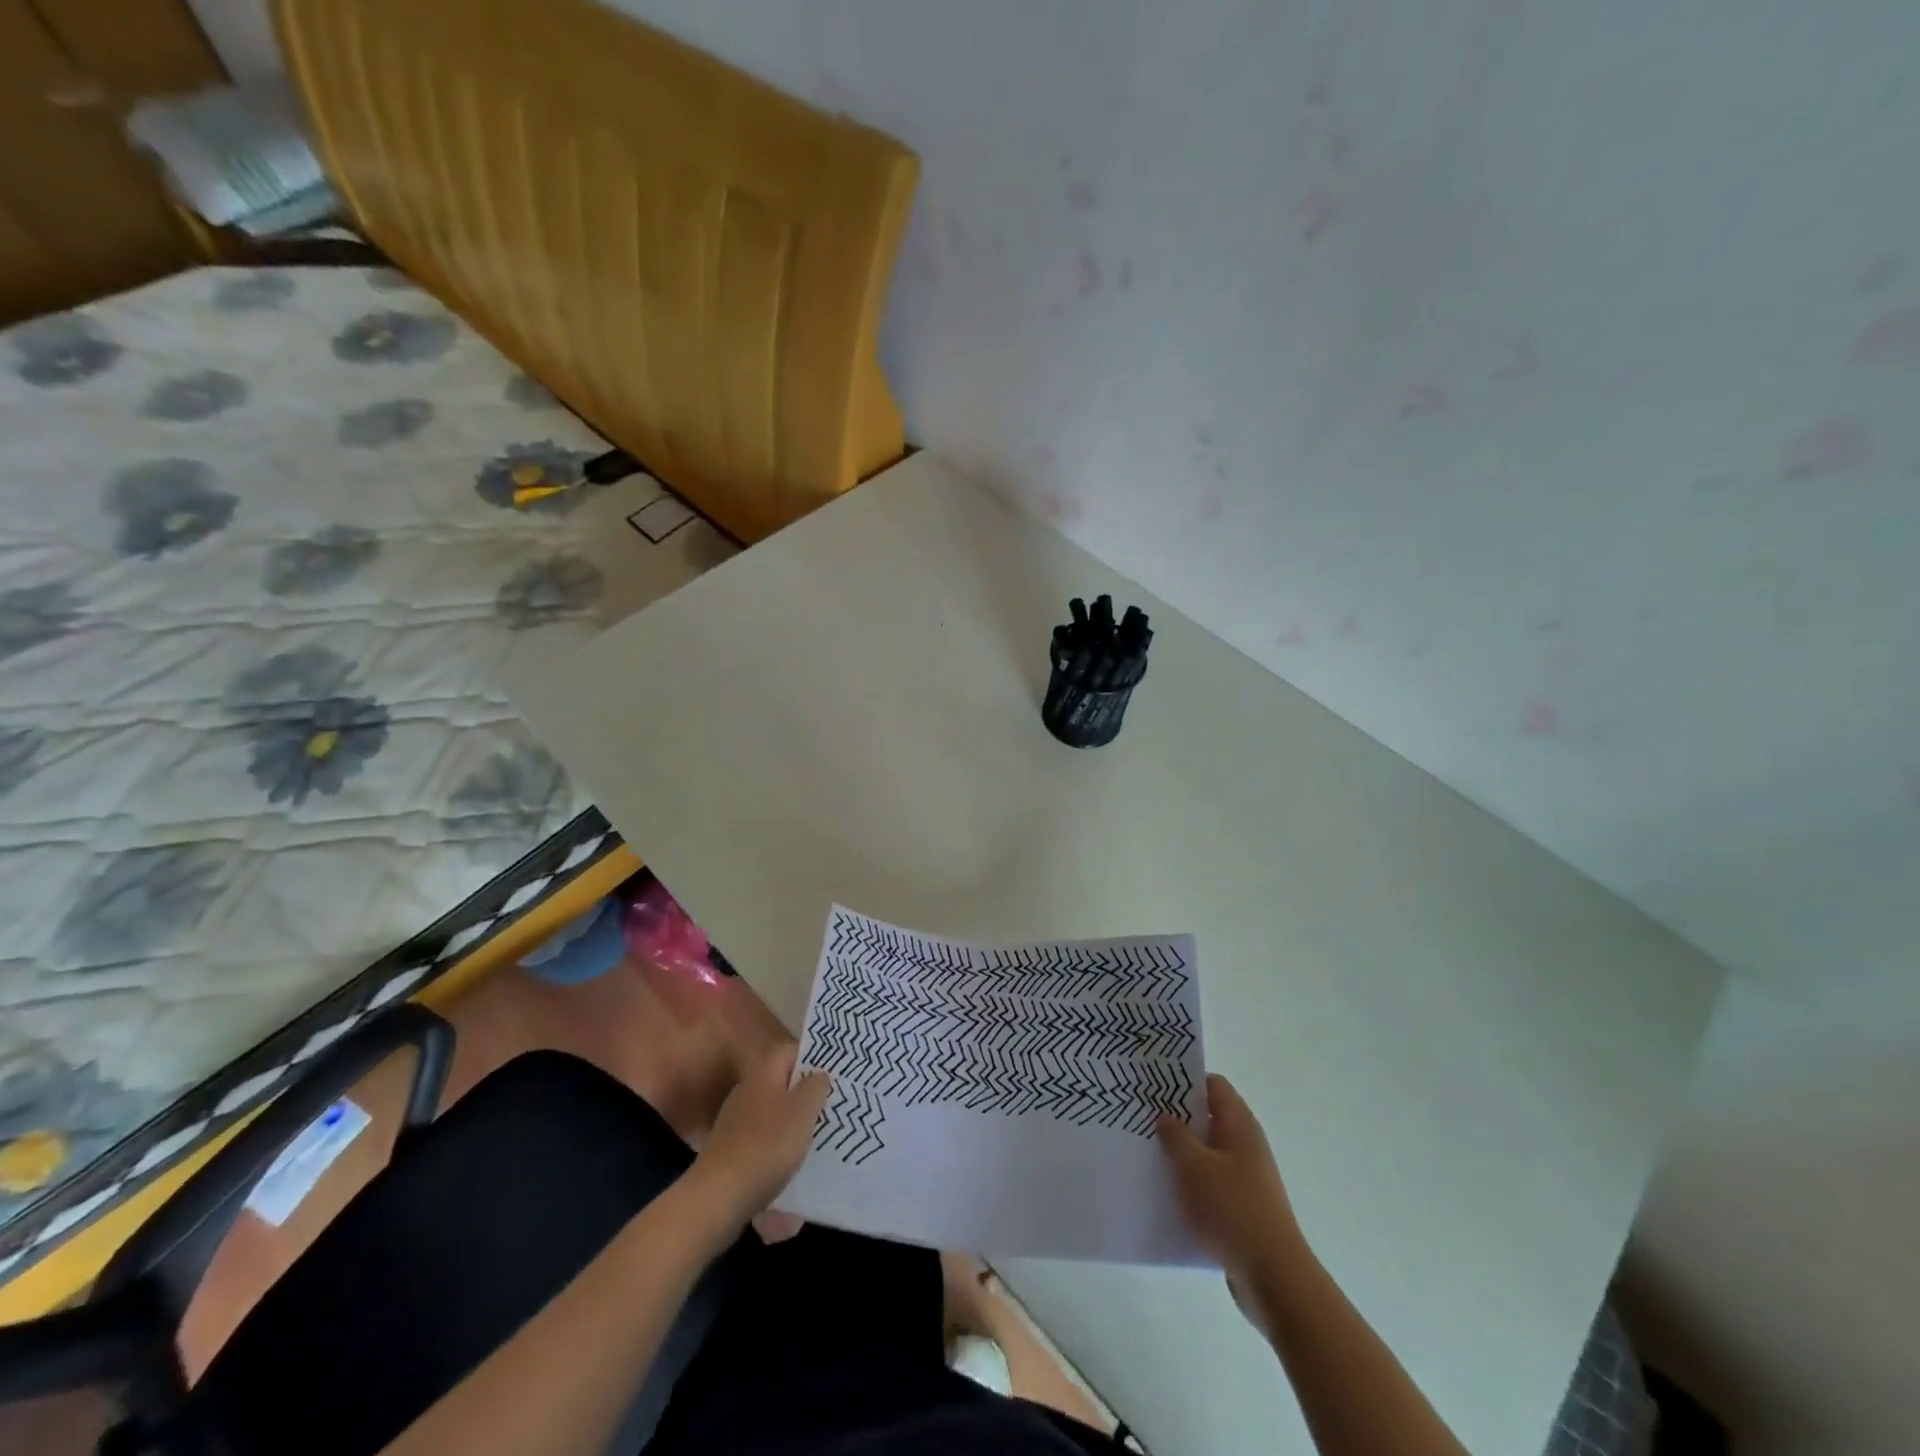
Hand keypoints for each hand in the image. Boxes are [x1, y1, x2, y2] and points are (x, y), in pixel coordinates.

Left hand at [691, 1045, 829, 1224]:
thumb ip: (815, 1086)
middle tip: (831, 1107)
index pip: (790, 1052)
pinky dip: (778, 1147)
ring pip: (773, 1113)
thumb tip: (818, 1075)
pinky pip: (762, 1140)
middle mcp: (746, 1092)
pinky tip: (791, 1164)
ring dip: (793, 1123)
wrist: (718, 1197)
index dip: (812, 1058)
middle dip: (805, 1094)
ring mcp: (735, 1123)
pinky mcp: (730, 1152)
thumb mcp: (803, 1110)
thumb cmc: (767, 1145)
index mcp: (763, 1074)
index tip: (833, 1074)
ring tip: (817, 1137)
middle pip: (781, 1084)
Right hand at [1158, 1074, 1309, 1335]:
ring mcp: (1245, 1177)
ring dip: (1180, 1152)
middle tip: (1140, 1117)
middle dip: (1176, 1116)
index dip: (1184, 1080)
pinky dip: (1188, 1182)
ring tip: (1145, 1152)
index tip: (1153, 1084)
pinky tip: (1163, 1191)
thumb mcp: (1195, 1166)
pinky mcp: (1240, 1207)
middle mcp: (1245, 1145)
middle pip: (1208, 1117)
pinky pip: (1209, 1183)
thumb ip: (1176, 1136)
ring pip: (1206, 1152)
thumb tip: (1165, 1116)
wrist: (1274, 1278)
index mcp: (1239, 1125)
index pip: (1213, 1085)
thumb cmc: (1233, 1209)